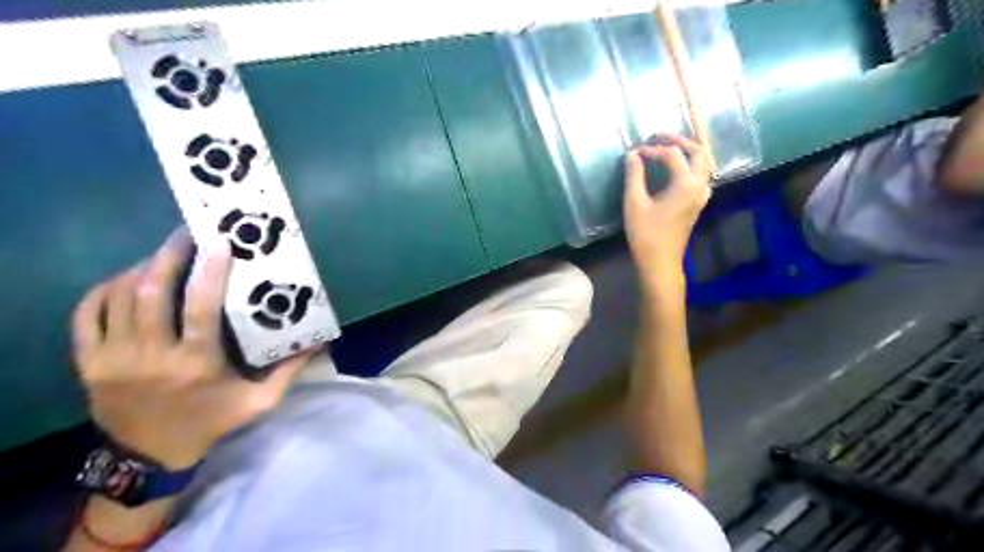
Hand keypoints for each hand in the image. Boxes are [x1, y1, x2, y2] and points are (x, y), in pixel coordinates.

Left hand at [71, 229, 309, 470]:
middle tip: (184, 234)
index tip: (217, 243)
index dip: (209, 271)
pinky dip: (104, 289)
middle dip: (168, 256)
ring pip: (119, 298)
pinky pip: (87, 314)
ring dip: (140, 268)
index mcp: (197, 364)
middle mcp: (152, 357)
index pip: (200, 308)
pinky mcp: (88, 363)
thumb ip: (290, 370)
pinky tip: (126, 278)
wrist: (150, 455)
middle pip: (152, 293)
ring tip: (162, 254)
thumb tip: (320, 341)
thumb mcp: (260, 402)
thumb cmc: (212, 422)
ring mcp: (113, 359)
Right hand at [622, 134, 708, 286]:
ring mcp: (701, 195)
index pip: (672, 155)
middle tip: (659, 136)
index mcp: (685, 184)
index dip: (653, 149)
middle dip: (680, 141)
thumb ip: (634, 176)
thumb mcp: (634, 203)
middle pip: (699, 152)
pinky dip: (689, 164)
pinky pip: (700, 175)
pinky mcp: (697, 203)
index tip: (635, 152)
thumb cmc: (645, 234)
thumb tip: (632, 154)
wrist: (660, 261)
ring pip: (703, 163)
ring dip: (688, 151)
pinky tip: (674, 168)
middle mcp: (699, 186)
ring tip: (667, 148)